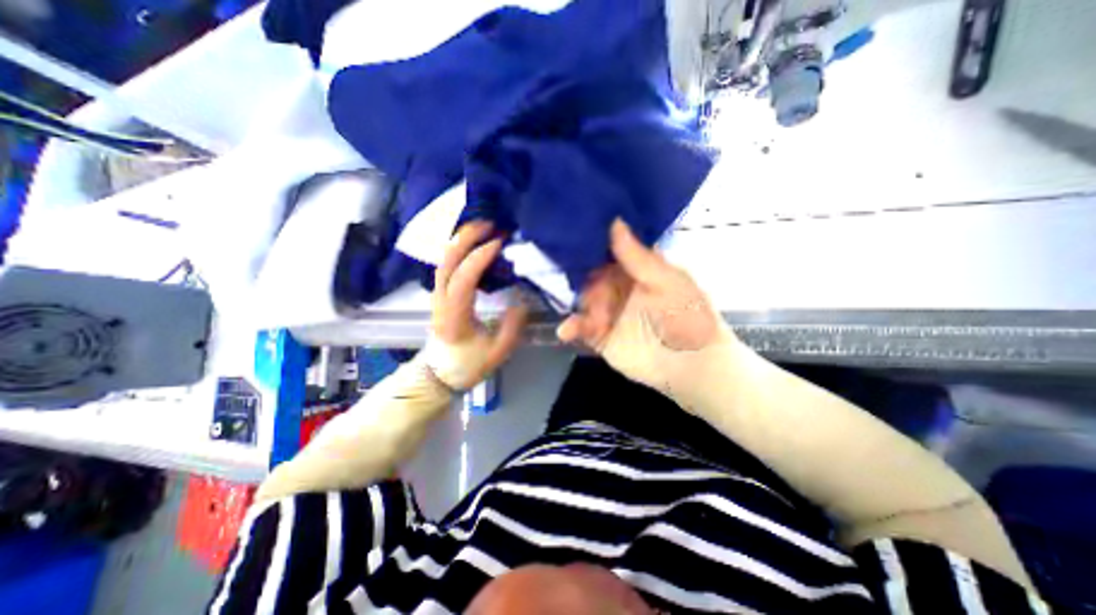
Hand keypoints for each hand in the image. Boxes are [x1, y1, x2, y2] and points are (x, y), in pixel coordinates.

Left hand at [426, 223, 529, 390]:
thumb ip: (511, 329)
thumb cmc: (468, 365)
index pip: (463, 280)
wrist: (439, 375)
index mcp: (454, 316)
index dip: (478, 259)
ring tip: (481, 227)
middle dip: (465, 239)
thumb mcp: (497, 353)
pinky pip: (446, 266)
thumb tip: (521, 302)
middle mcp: (440, 301)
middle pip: (446, 262)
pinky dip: (458, 250)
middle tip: (488, 224)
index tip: (498, 243)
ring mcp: (437, 296)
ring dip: (460, 241)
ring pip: (443, 261)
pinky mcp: (440, 295)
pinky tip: (472, 243)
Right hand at [557, 222, 736, 408]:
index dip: (592, 239)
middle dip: (577, 270)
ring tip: (565, 298)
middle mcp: (617, 286)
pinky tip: (566, 330)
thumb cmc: (688, 316)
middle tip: (558, 264)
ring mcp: (607, 310)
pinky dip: (572, 327)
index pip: (609, 249)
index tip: (572, 226)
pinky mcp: (600, 335)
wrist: (693, 365)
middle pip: (590, 272)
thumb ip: (638, 257)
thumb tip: (615, 221)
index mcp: (635, 269)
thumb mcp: (667, 281)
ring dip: (575, 299)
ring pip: (582, 298)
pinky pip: (581, 327)